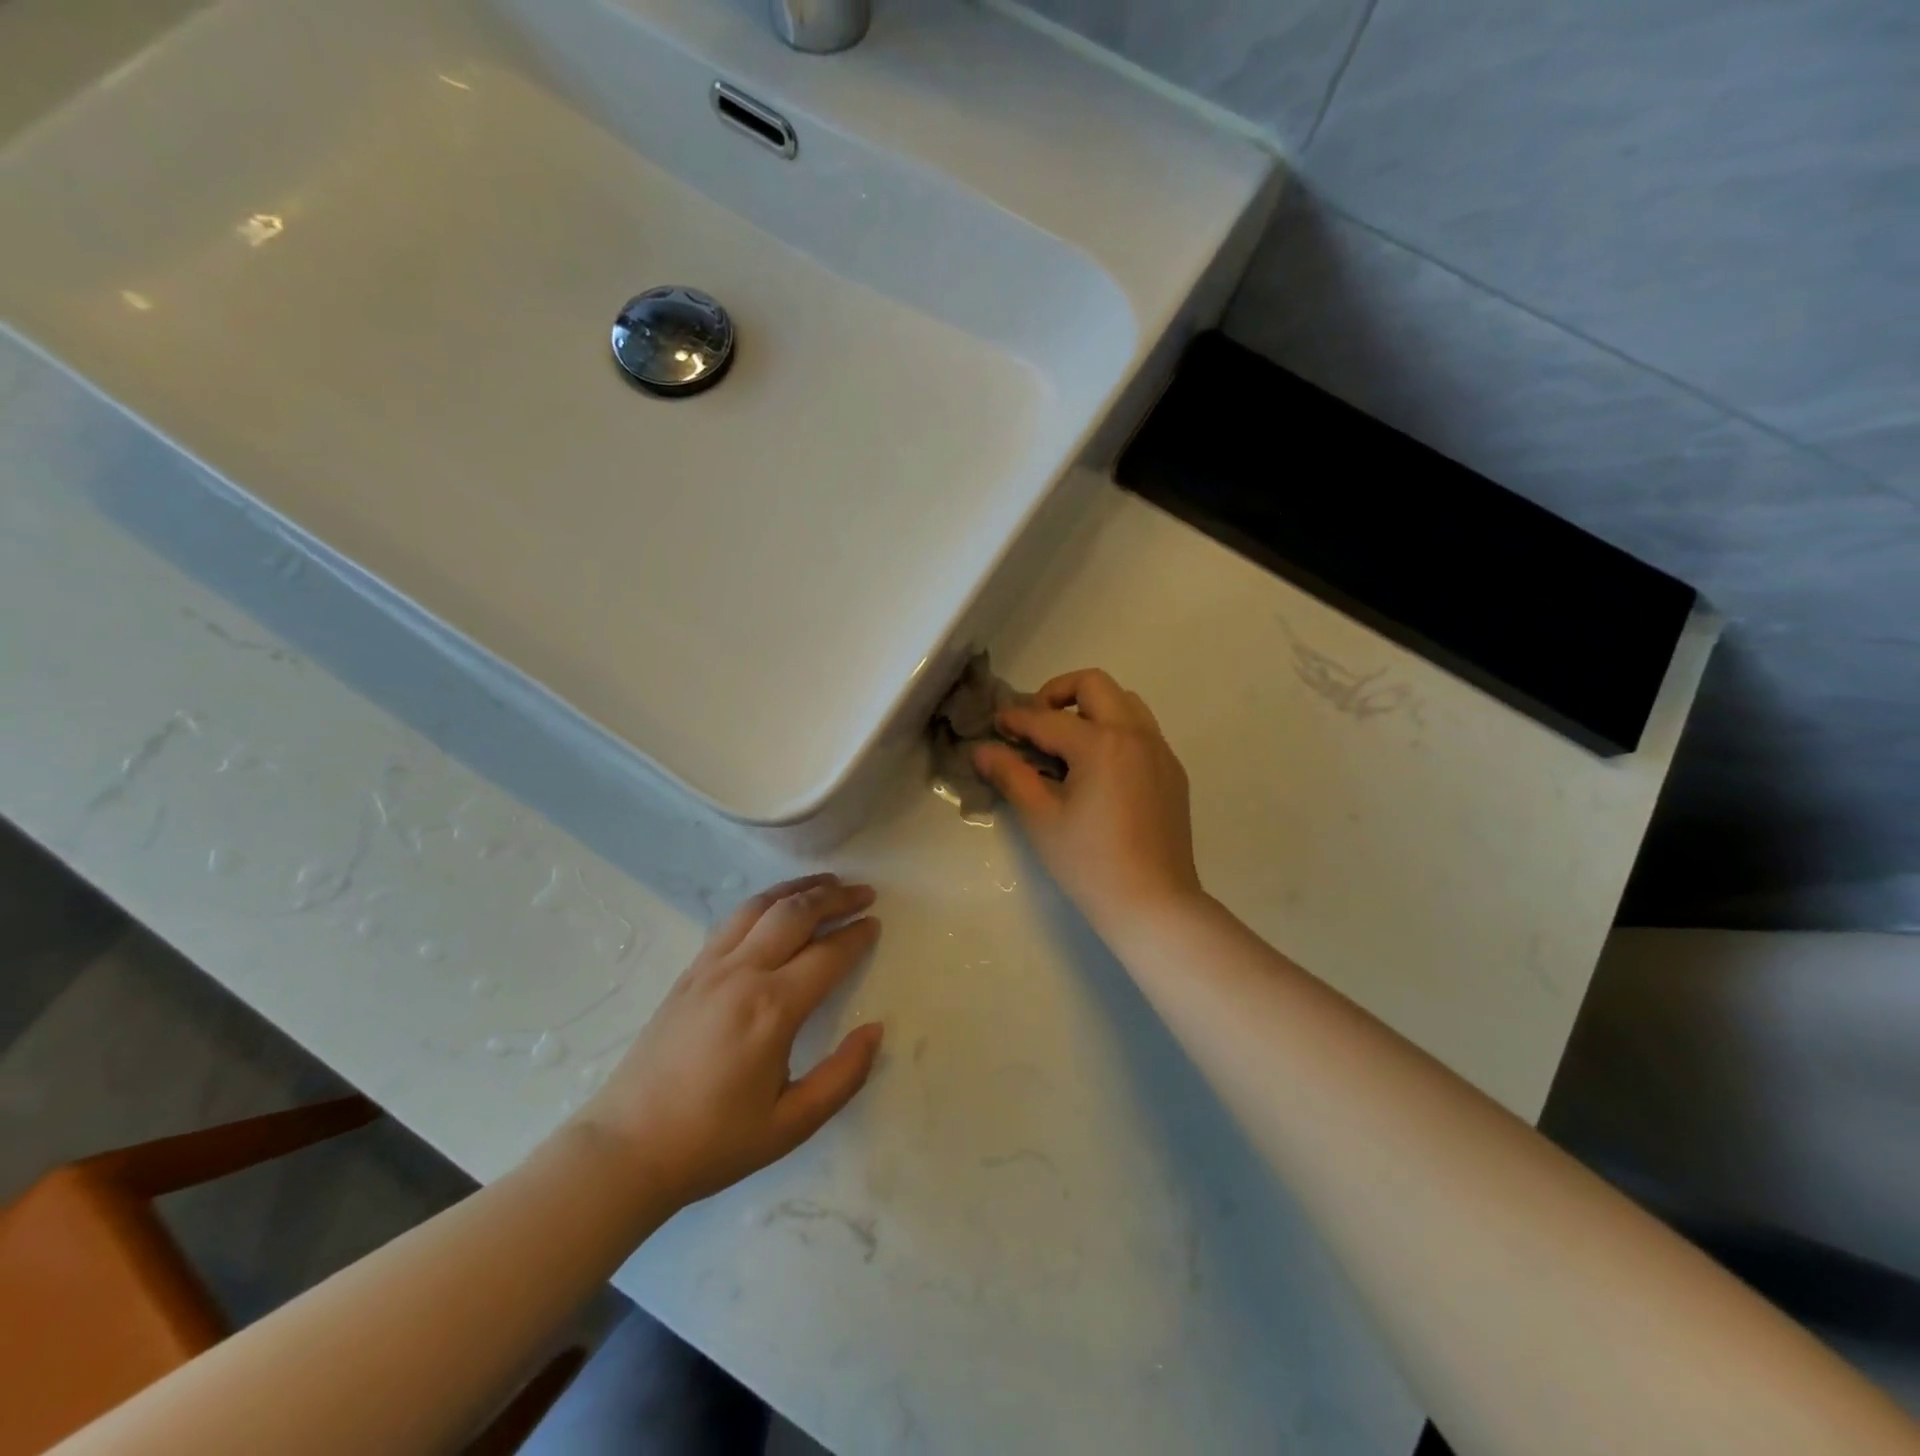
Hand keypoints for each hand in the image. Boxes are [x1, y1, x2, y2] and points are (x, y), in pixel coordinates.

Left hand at [571, 875, 883, 1209]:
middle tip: (864, 892)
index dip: (857, 935)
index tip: (876, 923)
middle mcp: (743, 973)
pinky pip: (733, 920)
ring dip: (799, 888)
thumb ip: (843, 1076)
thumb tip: (875, 1030)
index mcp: (772, 1008)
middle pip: (796, 913)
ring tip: (827, 882)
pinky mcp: (689, 972)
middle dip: (835, 897)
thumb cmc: (714, 1142)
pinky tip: (776, 906)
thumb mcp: (791, 1124)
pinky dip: (764, 902)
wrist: (626, 1149)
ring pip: (761, 906)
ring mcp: (710, 967)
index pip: (828, 954)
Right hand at [973, 669, 1202, 935]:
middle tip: (1036, 723)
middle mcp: (1135, 734)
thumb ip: (1011, 775)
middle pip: (1094, 684)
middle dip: (1058, 693)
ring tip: (1067, 741)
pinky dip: (1115, 730)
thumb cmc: (1089, 863)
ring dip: (1092, 707)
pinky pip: (1142, 730)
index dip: (1015, 719)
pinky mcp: (1172, 772)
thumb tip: (983, 750)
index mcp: (1101, 743)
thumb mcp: (1041, 818)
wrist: (1153, 903)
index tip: (996, 724)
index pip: (1047, 718)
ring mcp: (1159, 751)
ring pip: (1125, 701)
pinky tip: (1098, 768)